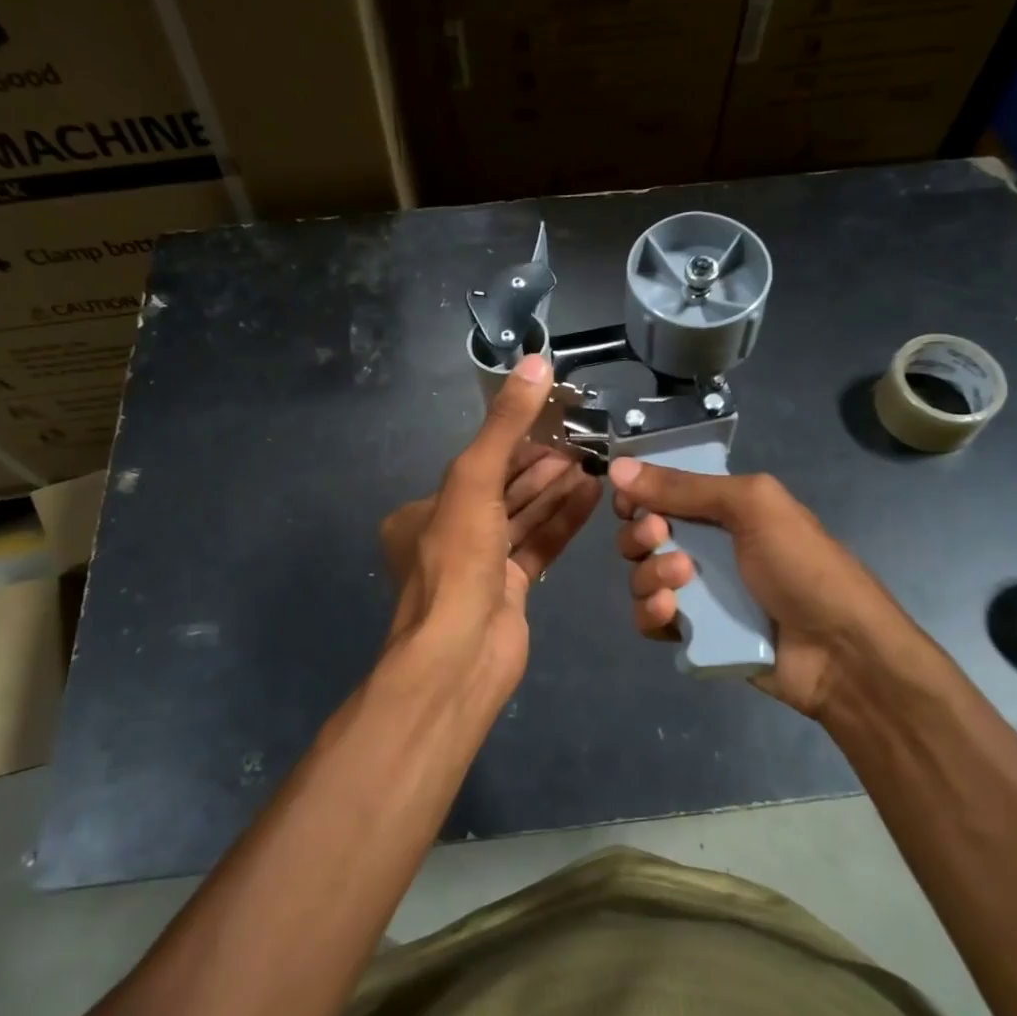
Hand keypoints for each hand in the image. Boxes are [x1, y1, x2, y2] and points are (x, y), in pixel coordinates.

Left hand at [377, 356, 599, 705]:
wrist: (460, 653)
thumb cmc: (457, 561)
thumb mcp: (474, 480)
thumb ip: (504, 424)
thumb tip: (534, 361)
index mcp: (424, 512)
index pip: (477, 464)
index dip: (516, 442)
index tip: (553, 422)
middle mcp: (449, 536)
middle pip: (502, 491)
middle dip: (540, 466)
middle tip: (582, 442)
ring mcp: (481, 566)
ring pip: (523, 518)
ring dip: (555, 492)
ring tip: (593, 464)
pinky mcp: (511, 590)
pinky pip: (539, 546)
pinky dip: (563, 522)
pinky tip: (591, 497)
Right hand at [610, 458, 947, 719]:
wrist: (840, 650)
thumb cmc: (801, 565)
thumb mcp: (751, 507)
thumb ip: (685, 487)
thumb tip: (618, 466)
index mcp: (722, 508)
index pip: (661, 493)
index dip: (638, 495)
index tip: (629, 500)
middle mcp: (705, 545)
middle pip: (642, 534)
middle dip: (639, 534)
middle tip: (658, 537)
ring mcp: (698, 591)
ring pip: (641, 577)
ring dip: (648, 575)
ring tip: (681, 581)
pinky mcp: (694, 632)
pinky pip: (650, 619)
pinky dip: (651, 614)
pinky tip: (670, 613)